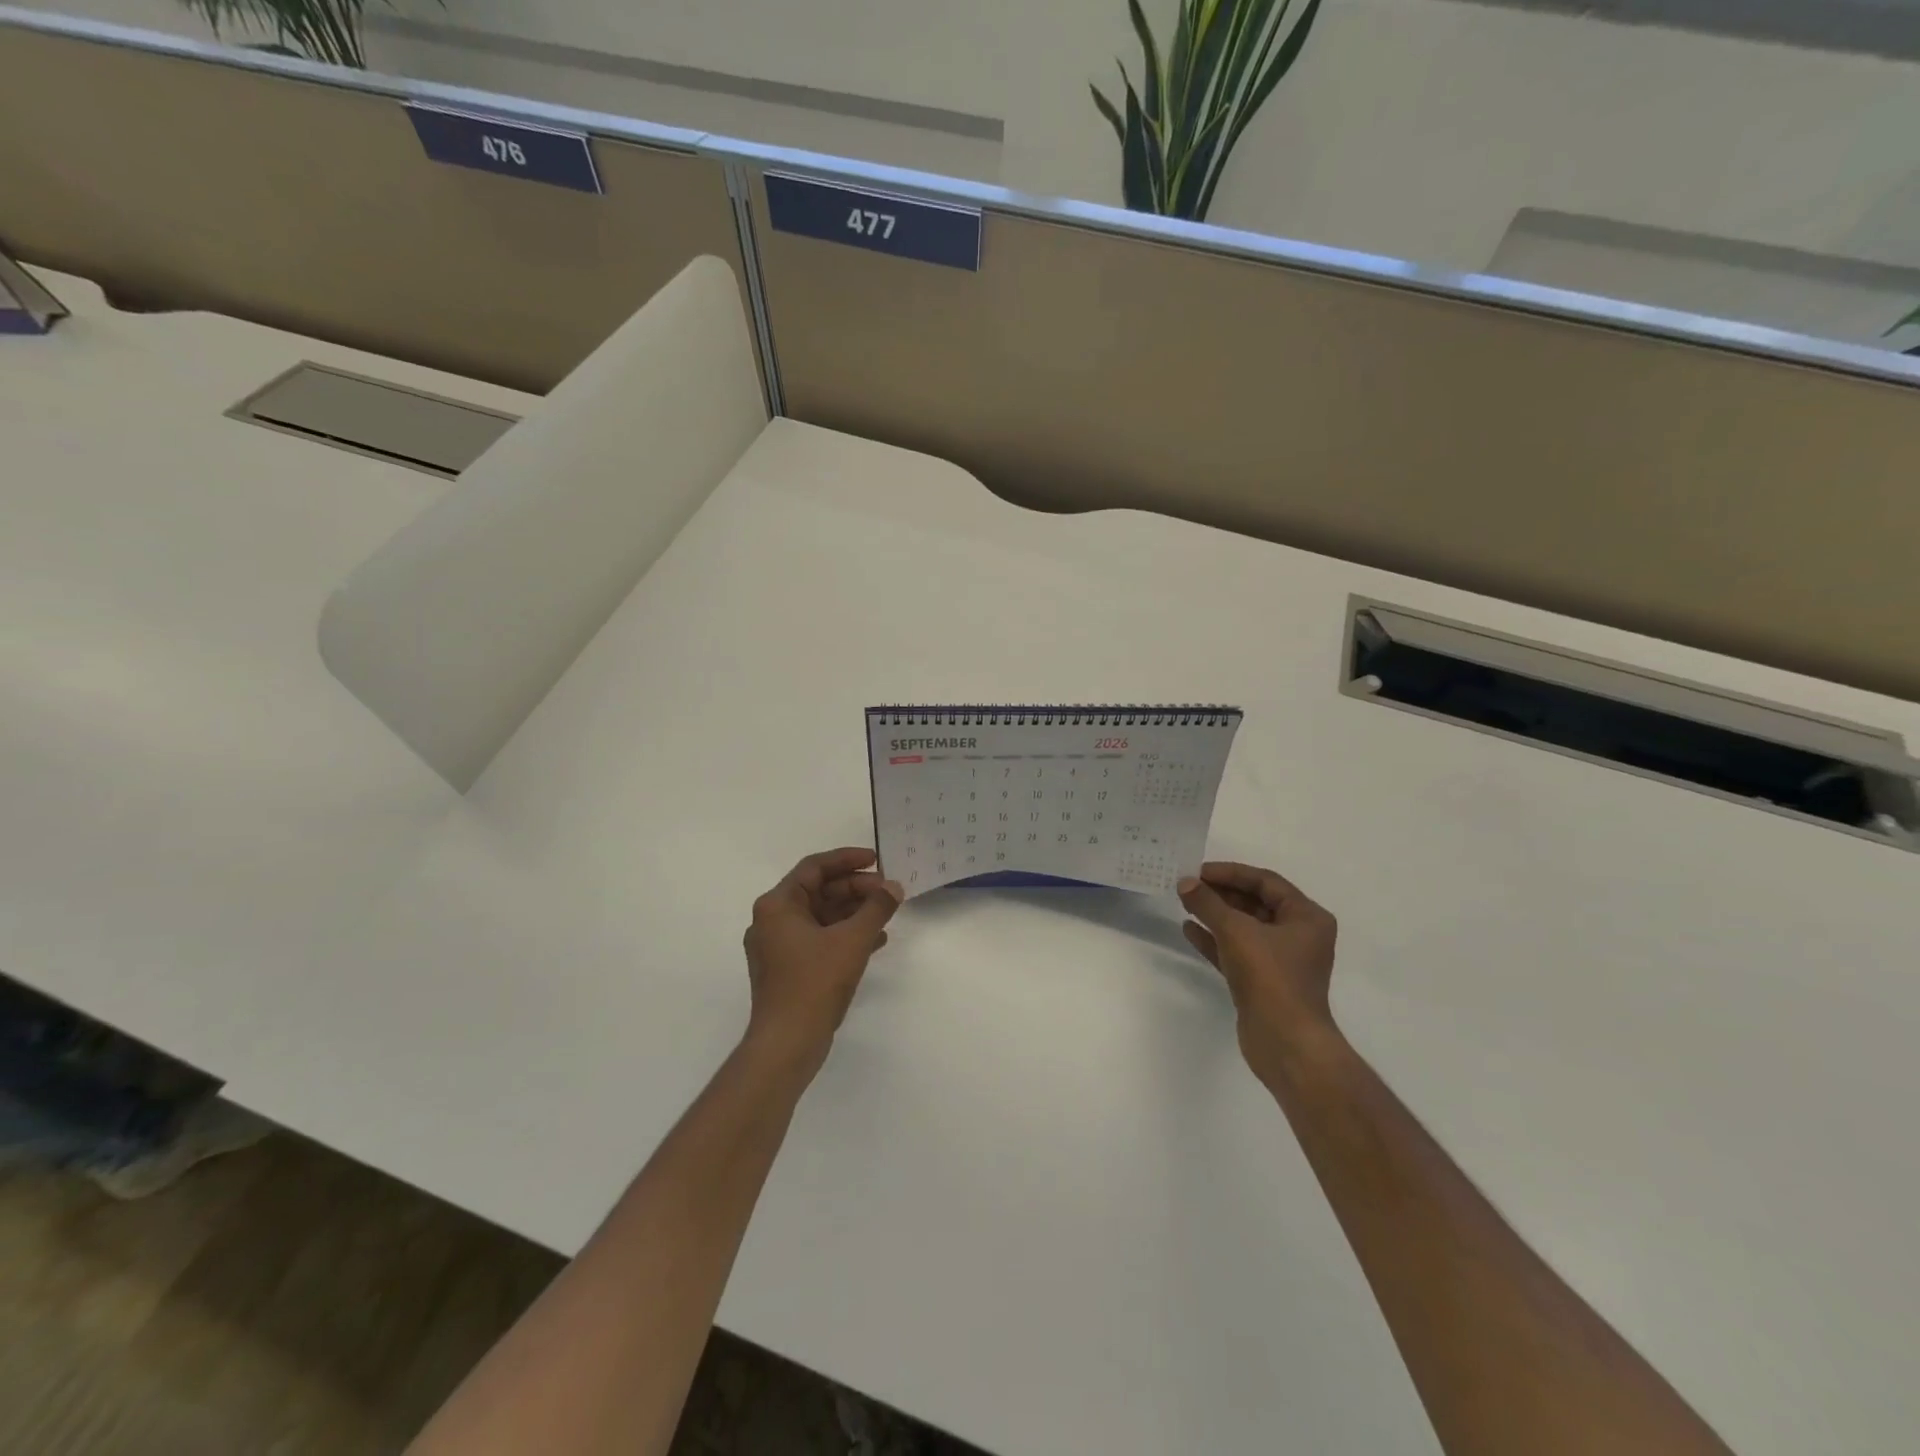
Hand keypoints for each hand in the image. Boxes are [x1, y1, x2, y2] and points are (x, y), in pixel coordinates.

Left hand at [743, 848, 902, 1064]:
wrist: (787, 1043)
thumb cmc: (814, 983)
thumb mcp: (852, 940)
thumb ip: (876, 908)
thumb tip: (894, 887)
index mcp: (777, 905)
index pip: (814, 867)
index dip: (848, 860)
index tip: (877, 860)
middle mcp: (772, 921)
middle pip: (818, 891)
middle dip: (855, 888)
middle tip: (887, 890)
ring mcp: (778, 947)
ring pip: (821, 916)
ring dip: (854, 911)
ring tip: (887, 912)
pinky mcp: (788, 970)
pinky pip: (819, 939)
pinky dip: (845, 935)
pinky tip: (875, 940)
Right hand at [1178, 862, 1339, 1066]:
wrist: (1285, 1042)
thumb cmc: (1270, 976)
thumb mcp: (1236, 931)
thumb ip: (1208, 904)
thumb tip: (1185, 883)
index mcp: (1306, 917)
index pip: (1265, 882)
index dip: (1230, 873)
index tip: (1198, 871)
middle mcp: (1298, 935)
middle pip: (1255, 903)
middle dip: (1221, 894)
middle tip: (1188, 886)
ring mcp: (1280, 960)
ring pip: (1244, 927)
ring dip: (1215, 915)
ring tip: (1185, 903)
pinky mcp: (1263, 981)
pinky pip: (1236, 950)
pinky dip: (1214, 939)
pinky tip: (1189, 930)